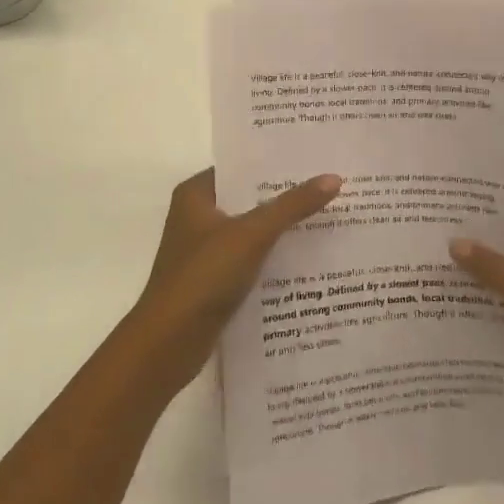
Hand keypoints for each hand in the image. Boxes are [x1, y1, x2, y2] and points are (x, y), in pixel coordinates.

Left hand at [130, 169, 342, 391]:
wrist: (168, 343)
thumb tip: (334, 178)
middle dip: (285, 197)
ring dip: (282, 229)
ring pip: (251, 231)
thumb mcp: (252, 234)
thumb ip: (292, 206)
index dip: (276, 164)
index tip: (315, 159)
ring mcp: (204, 251)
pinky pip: (250, 259)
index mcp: (195, 194)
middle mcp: (196, 217)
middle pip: (249, 199)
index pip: (241, 167)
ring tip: (328, 218)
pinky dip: (273, 258)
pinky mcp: (213, 281)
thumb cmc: (204, 276)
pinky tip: (307, 259)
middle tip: (331, 188)